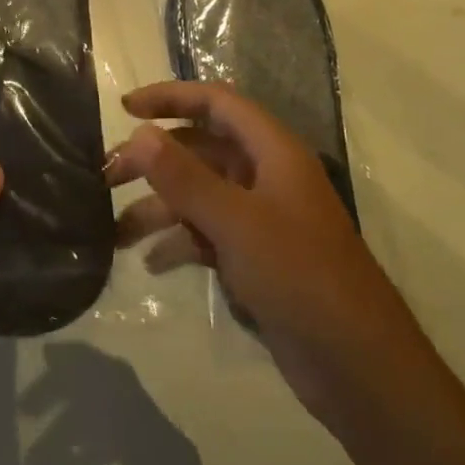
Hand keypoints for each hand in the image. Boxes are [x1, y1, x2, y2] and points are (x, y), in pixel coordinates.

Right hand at [106, 82, 431, 423]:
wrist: (358, 367)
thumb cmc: (300, 277)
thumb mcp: (235, 222)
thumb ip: (184, 176)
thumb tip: (139, 133)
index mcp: (273, 153)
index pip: (217, 103)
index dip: (171, 97)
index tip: (125, 108)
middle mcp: (266, 177)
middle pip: (200, 150)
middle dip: (153, 161)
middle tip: (106, 177)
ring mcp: (262, 219)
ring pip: (199, 196)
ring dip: (158, 208)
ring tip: (114, 232)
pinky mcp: (257, 258)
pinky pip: (207, 234)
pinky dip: (179, 242)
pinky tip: (151, 263)